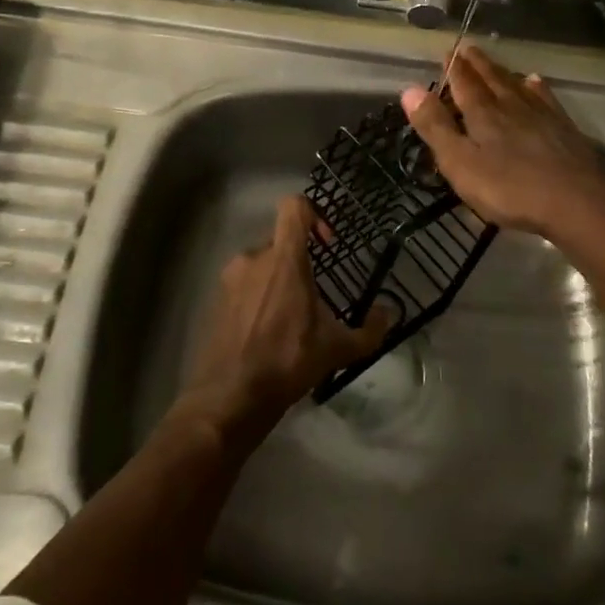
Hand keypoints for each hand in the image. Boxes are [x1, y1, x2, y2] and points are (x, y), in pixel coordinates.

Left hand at [176, 195, 392, 441]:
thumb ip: (370, 330)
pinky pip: (243, 285)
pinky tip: (267, 332)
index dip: (314, 215)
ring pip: (261, 264)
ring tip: (290, 319)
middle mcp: (253, 258)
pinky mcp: (216, 298)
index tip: (326, 245)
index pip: (294, 207)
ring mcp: (230, 278)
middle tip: (313, 296)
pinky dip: (258, 298)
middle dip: (299, 262)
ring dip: (278, 281)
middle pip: (281, 241)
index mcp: (284, 259)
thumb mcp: (337, 349)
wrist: (229, 397)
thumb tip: (389, 314)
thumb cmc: (287, 362)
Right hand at [400, 45, 604, 241]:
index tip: (448, 51)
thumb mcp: (460, 163)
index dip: (454, 67)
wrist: (576, 201)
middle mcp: (511, 105)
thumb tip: (409, 89)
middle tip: (468, 48)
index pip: (464, 83)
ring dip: (502, 72)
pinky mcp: (563, 128)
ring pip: (517, 85)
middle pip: (491, 78)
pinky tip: (536, 82)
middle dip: (476, 64)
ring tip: (494, 63)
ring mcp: (541, 115)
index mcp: (482, 113)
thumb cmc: (509, 188)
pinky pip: (545, 98)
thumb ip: (435, 127)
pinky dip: (536, 87)